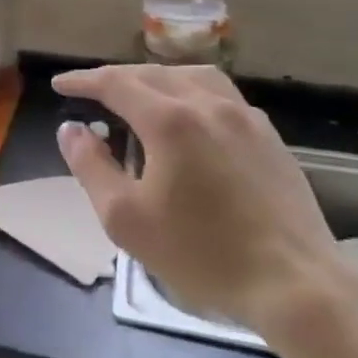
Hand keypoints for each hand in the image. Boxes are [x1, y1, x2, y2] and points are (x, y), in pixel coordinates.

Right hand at [54, 64, 340, 332]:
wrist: (296, 284)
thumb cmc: (202, 253)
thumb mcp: (125, 218)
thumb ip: (91, 166)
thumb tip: (70, 130)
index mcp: (169, 120)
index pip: (114, 83)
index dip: (83, 80)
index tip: (61, 85)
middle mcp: (207, 104)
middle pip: (151, 73)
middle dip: (115, 78)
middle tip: (91, 92)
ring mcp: (244, 117)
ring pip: (191, 76)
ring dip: (156, 78)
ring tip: (139, 96)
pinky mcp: (269, 136)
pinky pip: (220, 95)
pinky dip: (190, 92)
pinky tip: (190, 118)